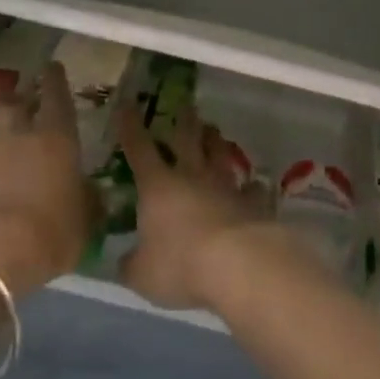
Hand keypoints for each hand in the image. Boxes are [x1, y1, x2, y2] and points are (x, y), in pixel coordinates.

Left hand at [0, 63, 92, 295]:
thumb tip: (93, 195)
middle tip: (20, 103)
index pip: (56, 95)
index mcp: (56, 137)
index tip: (53, 67)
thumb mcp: (83, 224)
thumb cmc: (48, 235)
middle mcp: (17, 134)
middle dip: (15, 99)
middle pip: (11, 102)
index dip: (55, 79)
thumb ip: (88, 202)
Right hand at [115, 93, 273, 311]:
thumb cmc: (180, 265)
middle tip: (185, 104)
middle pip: (187, 139)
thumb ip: (131, 264)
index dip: (130, 126)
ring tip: (214, 131)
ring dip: (216, 142)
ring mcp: (225, 186)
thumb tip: (124, 261)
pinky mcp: (252, 202)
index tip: (127, 104)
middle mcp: (192, 176)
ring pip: (220, 155)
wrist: (237, 264)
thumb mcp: (142, 274)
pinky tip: (255, 184)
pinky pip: (252, 189)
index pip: (139, 148)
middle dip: (184, 120)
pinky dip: (251, 186)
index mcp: (158, 186)